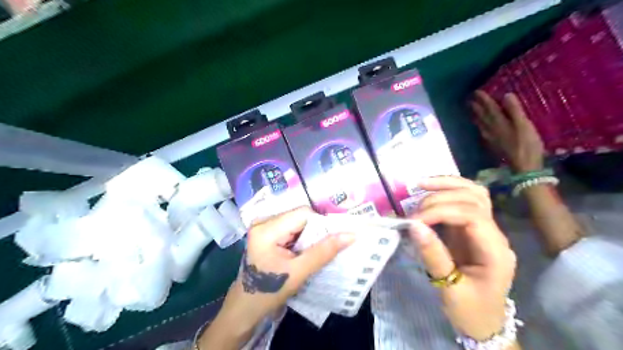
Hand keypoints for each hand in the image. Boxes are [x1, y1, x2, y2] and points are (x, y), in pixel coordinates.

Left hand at [218, 206, 354, 331]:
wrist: (245, 308)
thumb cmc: (268, 292)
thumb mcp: (298, 273)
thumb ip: (324, 252)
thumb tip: (351, 235)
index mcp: (267, 229)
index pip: (303, 214)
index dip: (322, 224)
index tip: (333, 240)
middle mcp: (263, 221)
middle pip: (300, 216)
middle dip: (316, 231)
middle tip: (325, 248)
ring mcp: (264, 226)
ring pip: (298, 222)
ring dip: (310, 236)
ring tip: (315, 252)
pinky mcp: (267, 233)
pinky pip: (292, 228)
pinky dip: (302, 238)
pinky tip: (304, 252)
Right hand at [410, 176, 515, 340]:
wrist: (484, 323)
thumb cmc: (470, 311)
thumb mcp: (450, 289)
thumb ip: (433, 255)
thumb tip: (413, 226)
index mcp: (495, 251)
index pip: (471, 215)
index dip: (440, 211)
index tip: (415, 221)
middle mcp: (495, 234)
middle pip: (474, 198)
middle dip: (440, 198)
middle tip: (414, 212)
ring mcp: (486, 229)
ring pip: (474, 193)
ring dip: (447, 185)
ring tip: (421, 184)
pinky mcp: (473, 229)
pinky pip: (465, 201)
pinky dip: (448, 191)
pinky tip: (431, 190)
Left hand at [470, 90, 543, 171]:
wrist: (523, 166)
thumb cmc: (526, 144)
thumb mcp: (523, 125)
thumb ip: (514, 110)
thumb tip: (506, 95)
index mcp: (499, 123)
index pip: (489, 108)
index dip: (483, 99)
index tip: (476, 92)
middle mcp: (491, 129)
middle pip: (482, 116)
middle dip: (476, 106)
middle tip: (469, 99)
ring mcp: (490, 138)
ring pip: (480, 124)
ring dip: (475, 115)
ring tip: (471, 109)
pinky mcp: (493, 145)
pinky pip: (483, 131)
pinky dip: (480, 125)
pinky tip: (479, 126)